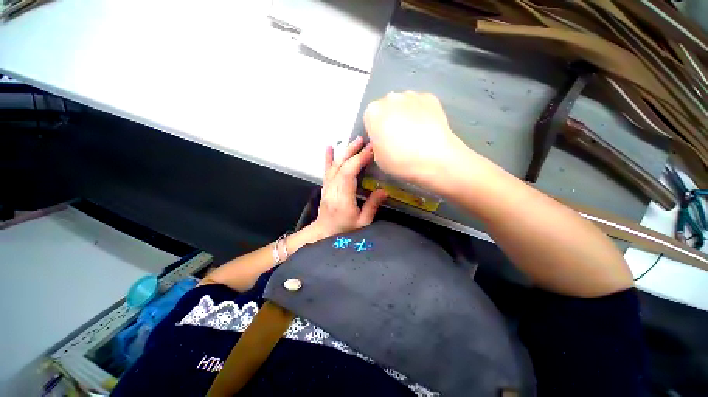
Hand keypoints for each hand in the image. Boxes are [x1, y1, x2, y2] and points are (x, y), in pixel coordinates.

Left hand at [310, 137, 386, 238]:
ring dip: (345, 152)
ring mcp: (328, 187)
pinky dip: (328, 158)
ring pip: (335, 166)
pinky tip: (330, 148)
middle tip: (365, 142)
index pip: (349, 175)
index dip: (359, 161)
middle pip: (342, 167)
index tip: (370, 151)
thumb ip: (372, 206)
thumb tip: (383, 191)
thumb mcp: (362, 222)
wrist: (324, 233)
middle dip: (354, 152)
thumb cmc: (344, 229)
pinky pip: (327, 170)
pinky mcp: (326, 186)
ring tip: (355, 141)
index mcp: (342, 199)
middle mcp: (333, 190)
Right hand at [364, 91, 469, 187]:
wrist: (433, 158)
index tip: (384, 142)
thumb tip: (383, 138)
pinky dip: (421, 114)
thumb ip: (376, 142)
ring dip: (405, 115)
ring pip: (404, 105)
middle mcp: (390, 98)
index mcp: (373, 112)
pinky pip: (420, 105)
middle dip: (390, 120)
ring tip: (415, 133)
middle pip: (386, 109)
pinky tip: (427, 128)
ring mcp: (411, 95)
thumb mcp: (377, 158)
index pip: (370, 119)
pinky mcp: (430, 97)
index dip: (376, 132)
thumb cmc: (399, 161)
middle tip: (399, 137)